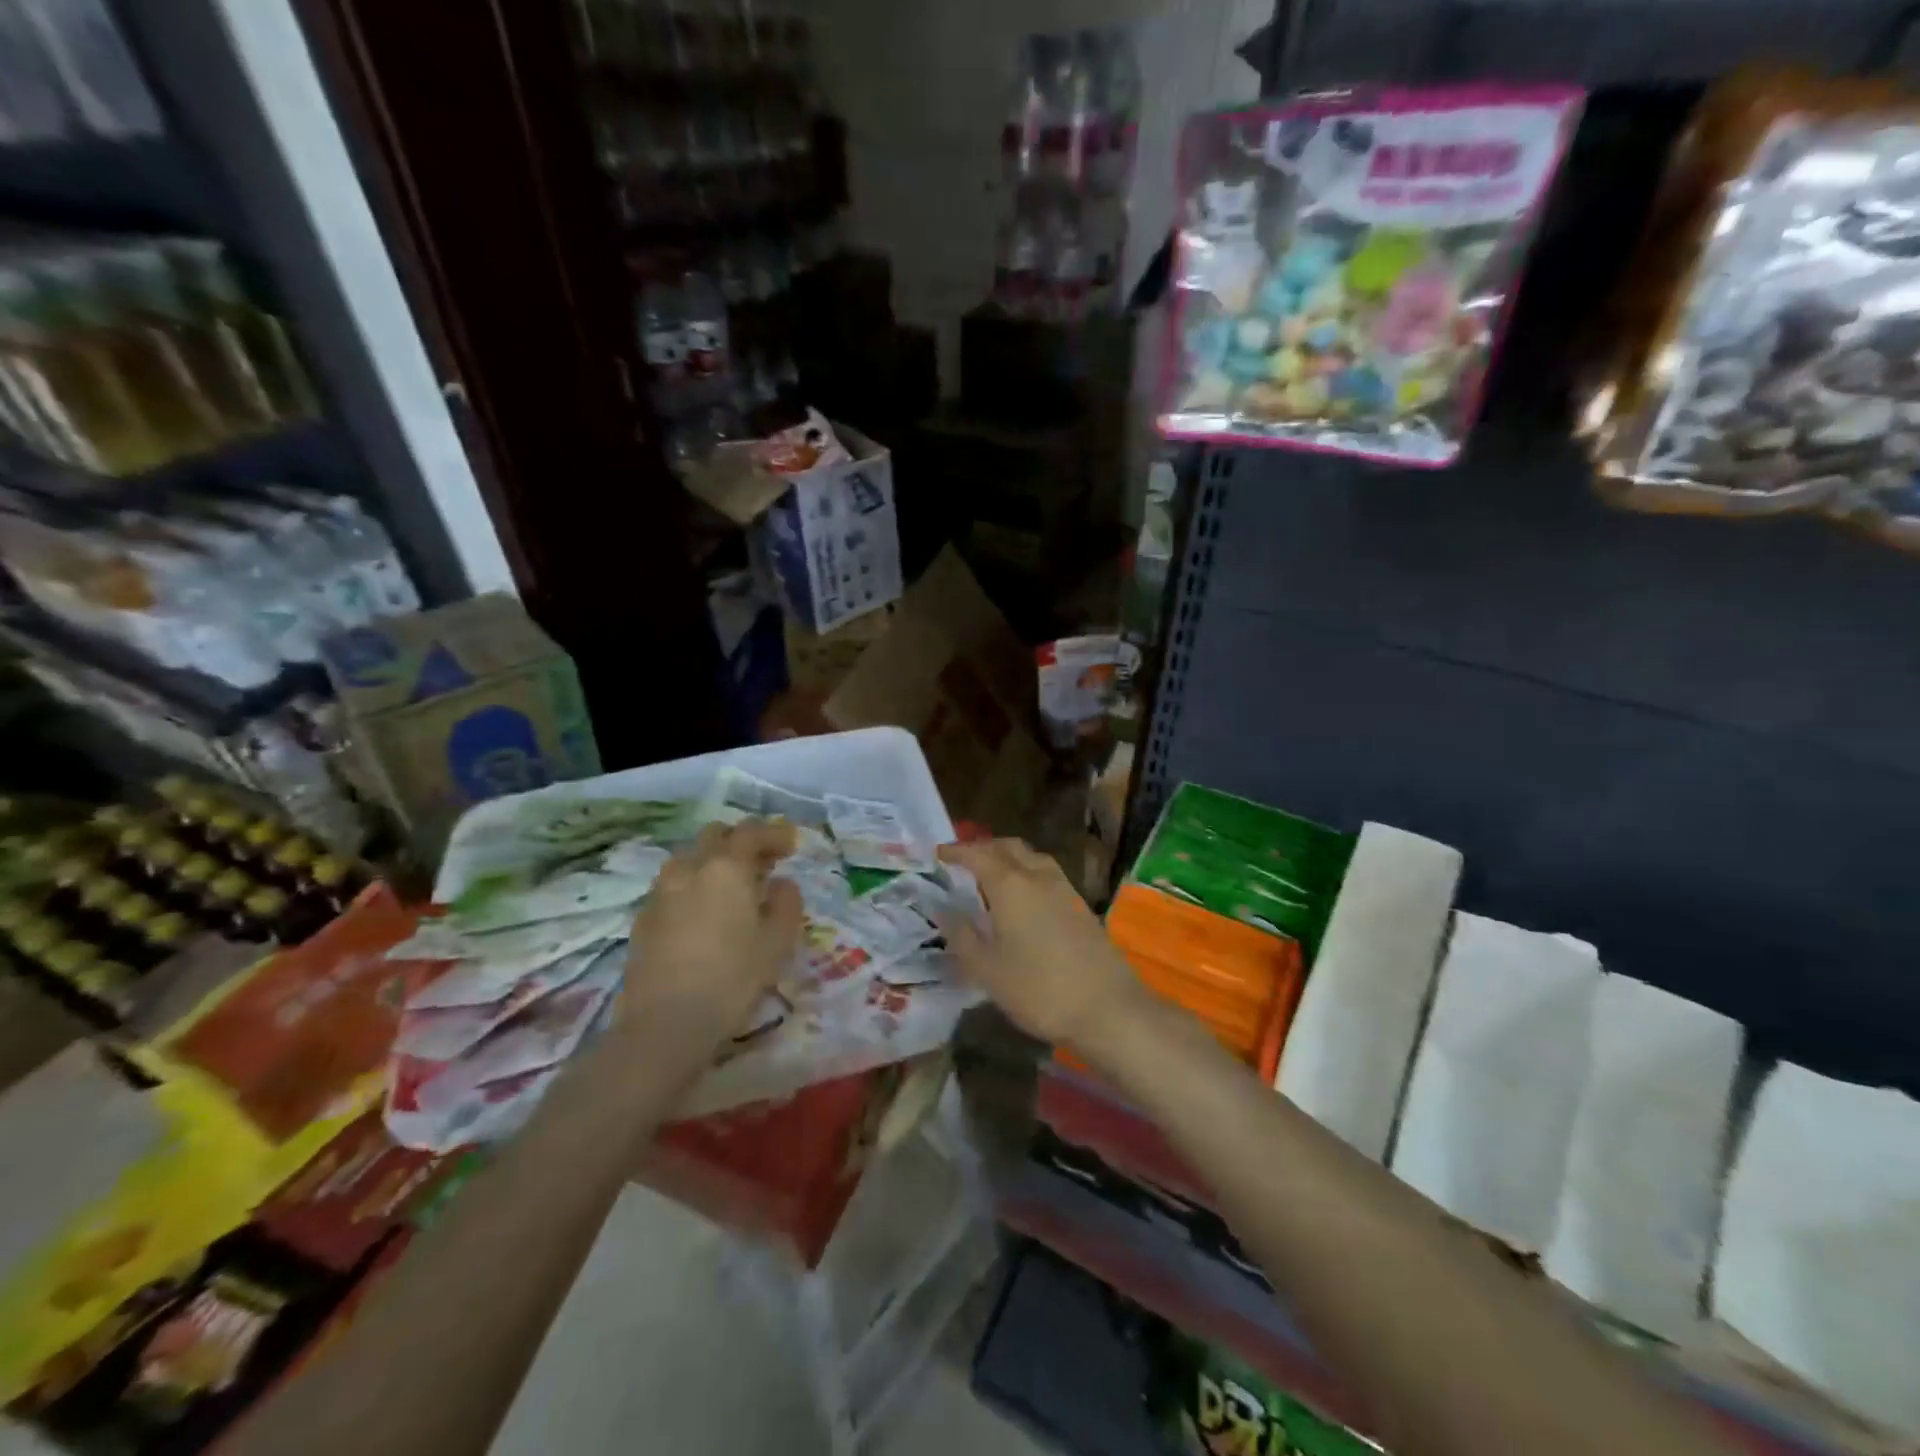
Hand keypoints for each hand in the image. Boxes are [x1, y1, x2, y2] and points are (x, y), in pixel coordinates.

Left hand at [623, 820, 804, 1050]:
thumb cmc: (732, 978)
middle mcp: (690, 868)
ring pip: (688, 857)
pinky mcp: (643, 917)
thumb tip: (782, 884)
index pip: (751, 831)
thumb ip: (786, 903)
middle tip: (762, 862)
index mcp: (726, 868)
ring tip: (730, 886)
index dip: (774, 833)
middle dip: (740, 841)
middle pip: (714, 835)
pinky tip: (702, 912)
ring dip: (712, 860)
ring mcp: (661, 891)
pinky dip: (692, 885)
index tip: (791, 845)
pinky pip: (672, 884)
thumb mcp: (778, 942)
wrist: (665, 1023)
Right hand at [937, 838, 1146, 1052]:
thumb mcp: (987, 969)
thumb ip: (961, 934)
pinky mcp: (1080, 905)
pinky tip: (1021, 898)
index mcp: (1011, 885)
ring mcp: (1064, 888)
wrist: (1108, 1008)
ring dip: (1008, 857)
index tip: (938, 853)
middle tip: (962, 861)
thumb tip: (941, 908)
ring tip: (990, 876)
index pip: (977, 855)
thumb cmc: (1038, 989)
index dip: (956, 851)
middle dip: (983, 848)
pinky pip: (1046, 874)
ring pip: (1031, 857)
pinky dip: (1026, 872)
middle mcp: (1038, 876)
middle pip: (1008, 847)